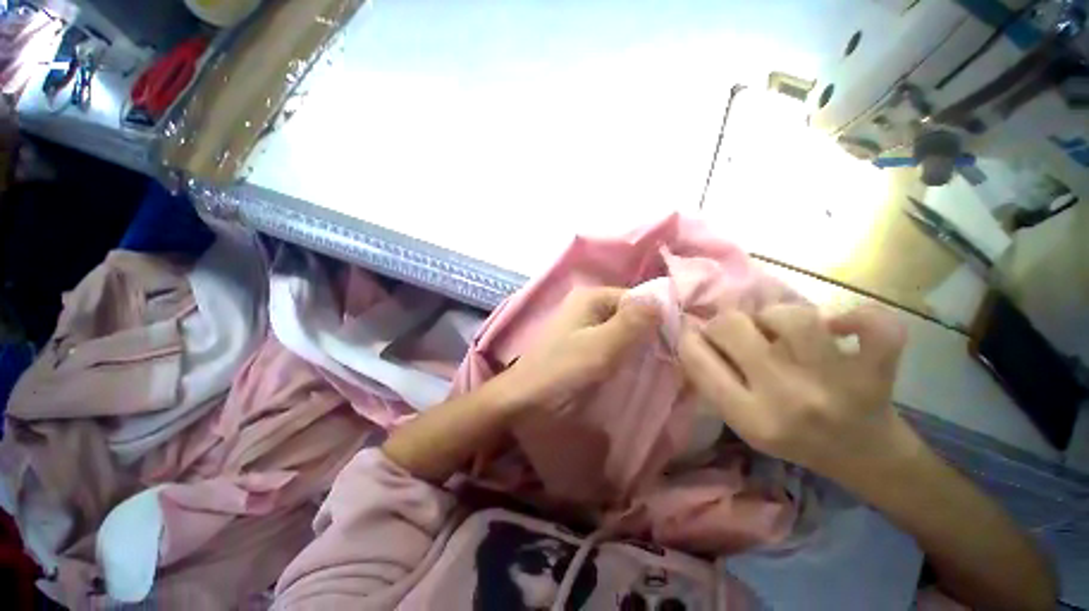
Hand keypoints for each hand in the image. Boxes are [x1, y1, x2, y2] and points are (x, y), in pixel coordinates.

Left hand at [501, 287, 659, 414]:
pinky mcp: (583, 344)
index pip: (638, 297)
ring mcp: (585, 325)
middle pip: (631, 314)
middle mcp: (589, 305)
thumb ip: (632, 323)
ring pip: (624, 330)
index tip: (679, 342)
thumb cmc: (561, 371)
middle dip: (650, 334)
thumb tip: (664, 298)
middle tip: (671, 358)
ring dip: (640, 346)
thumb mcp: (600, 347)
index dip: (659, 316)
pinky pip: (613, 343)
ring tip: (660, 366)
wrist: (524, 400)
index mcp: (591, 297)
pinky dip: (626, 354)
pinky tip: (637, 369)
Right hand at [677, 303, 907, 479]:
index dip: (689, 337)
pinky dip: (860, 316)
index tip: (696, 333)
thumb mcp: (741, 421)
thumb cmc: (793, 438)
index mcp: (748, 417)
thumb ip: (714, 379)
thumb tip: (693, 331)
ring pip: (792, 315)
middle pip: (732, 326)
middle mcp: (786, 398)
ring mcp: (836, 382)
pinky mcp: (878, 370)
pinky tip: (843, 328)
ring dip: (779, 315)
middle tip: (739, 331)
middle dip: (726, 322)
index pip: (696, 358)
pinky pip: (873, 323)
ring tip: (783, 329)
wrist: (865, 458)